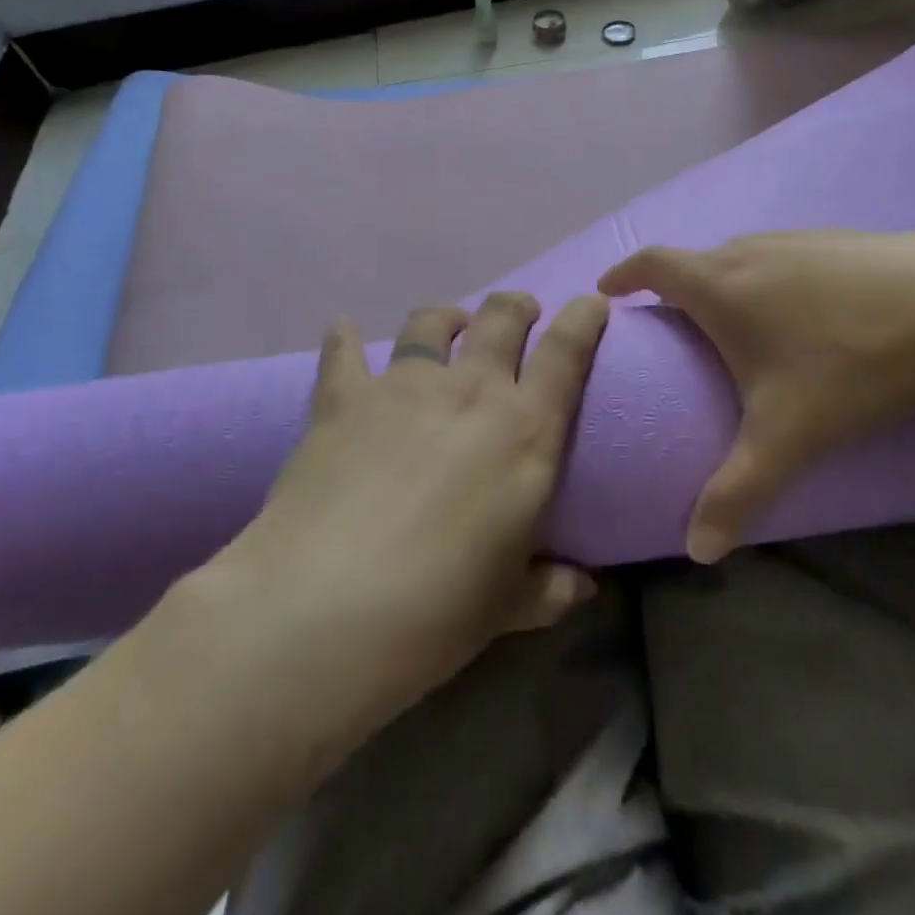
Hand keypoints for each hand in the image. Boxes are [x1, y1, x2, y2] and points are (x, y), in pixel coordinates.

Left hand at [231, 290, 609, 722]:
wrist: (324, 610)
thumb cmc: (436, 612)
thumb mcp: (507, 606)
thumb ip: (550, 588)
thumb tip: (582, 586)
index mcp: (525, 431)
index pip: (566, 353)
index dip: (583, 318)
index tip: (590, 302)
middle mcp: (470, 391)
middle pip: (501, 318)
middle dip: (517, 307)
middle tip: (521, 313)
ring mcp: (403, 386)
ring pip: (431, 322)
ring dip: (447, 316)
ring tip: (448, 324)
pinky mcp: (344, 397)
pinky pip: (345, 349)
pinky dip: (347, 337)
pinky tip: (347, 331)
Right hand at [598, 229, 914, 561]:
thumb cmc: (852, 361)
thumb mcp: (789, 435)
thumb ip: (736, 492)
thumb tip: (695, 551)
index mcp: (721, 285)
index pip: (652, 264)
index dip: (624, 275)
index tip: (606, 291)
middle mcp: (752, 251)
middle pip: (696, 261)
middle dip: (674, 287)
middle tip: (671, 325)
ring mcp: (801, 240)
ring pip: (743, 257)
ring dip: (724, 282)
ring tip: (732, 322)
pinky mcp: (843, 242)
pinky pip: (785, 258)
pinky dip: (770, 280)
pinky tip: (802, 313)